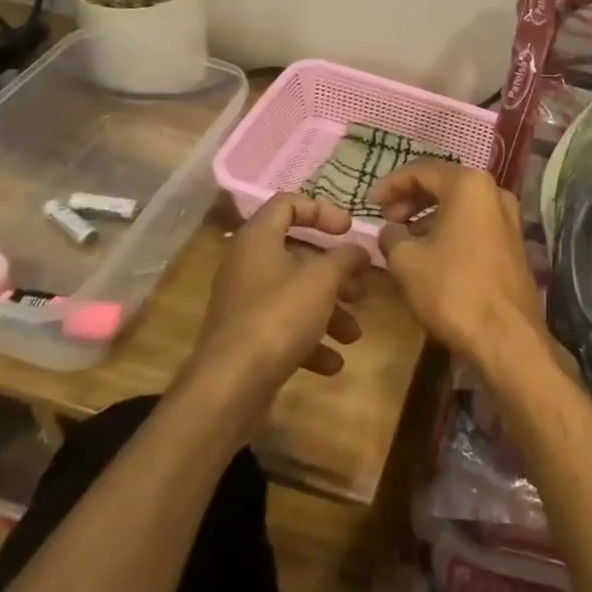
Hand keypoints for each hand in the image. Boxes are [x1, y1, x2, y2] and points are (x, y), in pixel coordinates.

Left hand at [190, 194, 369, 420]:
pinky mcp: (247, 339)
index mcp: (258, 240)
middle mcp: (247, 266)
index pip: (288, 204)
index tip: (349, 230)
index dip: (321, 210)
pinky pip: (285, 328)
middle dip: (335, 273)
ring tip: (354, 333)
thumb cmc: (278, 317)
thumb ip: (345, 258)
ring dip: (329, 312)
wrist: (230, 386)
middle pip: (297, 255)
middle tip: (361, 287)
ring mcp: (245, 304)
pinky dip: (310, 341)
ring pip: (295, 295)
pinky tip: (333, 363)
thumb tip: (360, 250)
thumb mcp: (321, 280)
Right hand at [372, 161, 541, 366]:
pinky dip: (449, 230)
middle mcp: (494, 192)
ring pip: (460, 205)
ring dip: (429, 216)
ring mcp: (508, 218)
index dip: (390, 185)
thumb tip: (390, 231)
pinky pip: (474, 224)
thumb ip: (392, 236)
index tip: (368, 203)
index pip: (421, 171)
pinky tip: (430, 253)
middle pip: (443, 184)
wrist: (506, 337)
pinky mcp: (513, 243)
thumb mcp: (407, 261)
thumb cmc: (452, 289)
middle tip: (386, 219)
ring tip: (403, 239)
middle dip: (411, 199)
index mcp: (469, 185)